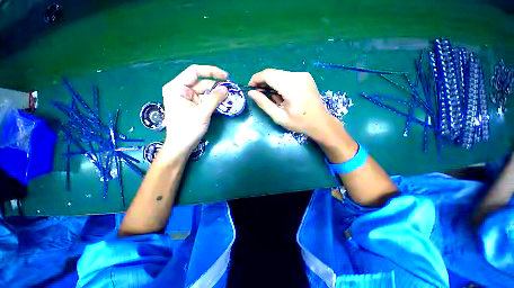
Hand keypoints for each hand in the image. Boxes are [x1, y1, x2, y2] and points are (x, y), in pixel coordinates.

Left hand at [160, 65, 227, 159]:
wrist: (181, 146)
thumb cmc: (187, 129)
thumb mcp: (202, 113)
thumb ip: (214, 99)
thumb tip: (226, 88)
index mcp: (177, 87)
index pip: (194, 72)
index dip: (211, 71)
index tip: (226, 76)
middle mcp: (181, 90)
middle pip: (201, 83)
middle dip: (216, 87)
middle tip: (231, 91)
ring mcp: (187, 99)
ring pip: (205, 92)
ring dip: (217, 95)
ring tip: (229, 98)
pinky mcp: (192, 106)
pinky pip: (205, 100)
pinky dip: (214, 101)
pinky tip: (223, 104)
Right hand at [248, 68, 341, 143]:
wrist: (321, 122)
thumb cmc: (299, 123)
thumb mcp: (279, 117)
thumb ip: (264, 104)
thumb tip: (251, 93)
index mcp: (291, 86)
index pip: (268, 75)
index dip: (256, 79)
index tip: (251, 88)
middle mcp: (298, 76)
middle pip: (273, 73)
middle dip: (263, 82)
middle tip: (260, 94)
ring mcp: (303, 75)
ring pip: (280, 74)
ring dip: (272, 83)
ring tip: (273, 98)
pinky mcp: (305, 76)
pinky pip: (287, 76)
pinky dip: (280, 83)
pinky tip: (282, 95)